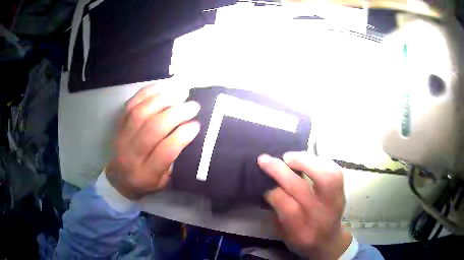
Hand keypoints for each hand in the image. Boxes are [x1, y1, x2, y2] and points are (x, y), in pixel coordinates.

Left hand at [106, 84, 200, 199]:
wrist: (119, 178)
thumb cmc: (146, 182)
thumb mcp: (164, 182)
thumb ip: (175, 162)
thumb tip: (190, 132)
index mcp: (146, 174)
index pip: (164, 152)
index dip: (181, 136)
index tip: (197, 125)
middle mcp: (131, 155)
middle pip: (152, 129)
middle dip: (176, 114)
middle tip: (193, 106)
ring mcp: (122, 137)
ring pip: (141, 113)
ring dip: (163, 99)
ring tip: (181, 93)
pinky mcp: (118, 124)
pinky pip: (131, 104)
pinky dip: (148, 92)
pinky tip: (163, 87)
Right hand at [258, 152, 351, 259]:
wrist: (330, 241)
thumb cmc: (304, 240)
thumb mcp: (286, 236)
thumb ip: (277, 215)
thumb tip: (269, 189)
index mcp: (304, 232)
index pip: (287, 209)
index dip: (273, 193)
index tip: (264, 185)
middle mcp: (322, 217)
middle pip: (303, 190)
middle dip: (282, 172)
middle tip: (266, 160)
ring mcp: (336, 202)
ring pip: (325, 177)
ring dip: (305, 161)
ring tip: (289, 157)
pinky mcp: (342, 191)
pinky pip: (335, 171)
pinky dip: (321, 161)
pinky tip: (309, 159)